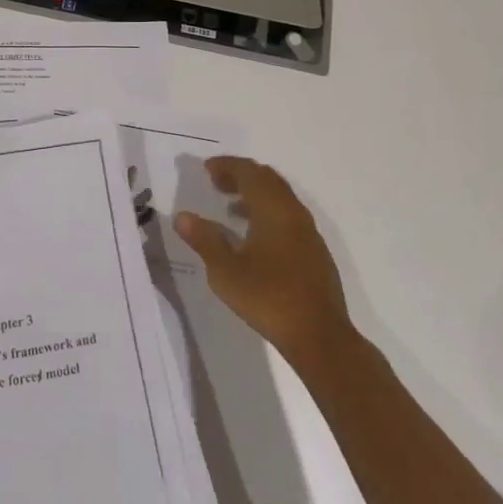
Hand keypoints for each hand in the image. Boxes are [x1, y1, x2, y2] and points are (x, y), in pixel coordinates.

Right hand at [174, 155, 353, 373]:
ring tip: (231, 207)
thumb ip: (205, 240)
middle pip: (267, 179)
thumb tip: (182, 217)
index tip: (207, 169)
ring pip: (280, 197)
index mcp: (273, 209)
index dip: (226, 166)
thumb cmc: (269, 299)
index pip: (249, 172)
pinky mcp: (315, 251)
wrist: (320, 337)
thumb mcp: (226, 272)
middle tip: (217, 182)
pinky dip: (269, 212)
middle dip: (241, 175)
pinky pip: (288, 215)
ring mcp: (308, 232)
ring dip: (255, 194)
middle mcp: (293, 212)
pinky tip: (256, 237)